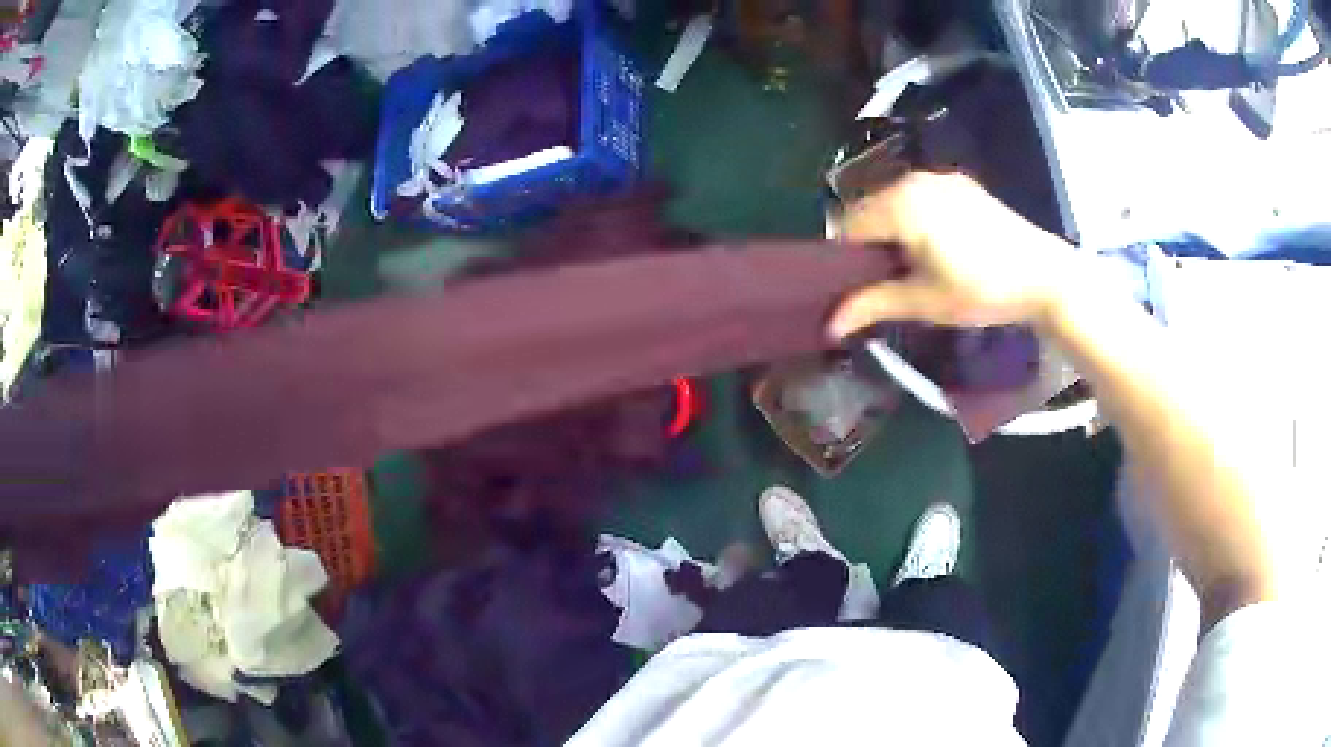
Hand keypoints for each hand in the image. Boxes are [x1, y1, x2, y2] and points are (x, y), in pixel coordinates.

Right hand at [827, 172, 1075, 338]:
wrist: (1045, 276)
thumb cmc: (982, 289)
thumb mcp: (924, 301)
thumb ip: (872, 305)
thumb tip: (829, 326)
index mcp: (901, 203)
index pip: (849, 225)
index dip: (848, 259)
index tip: (861, 288)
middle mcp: (915, 180)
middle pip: (871, 210)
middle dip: (872, 244)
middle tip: (890, 282)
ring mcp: (942, 179)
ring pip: (896, 203)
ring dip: (894, 232)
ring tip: (916, 267)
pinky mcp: (963, 186)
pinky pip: (922, 198)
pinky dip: (917, 219)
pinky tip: (940, 248)